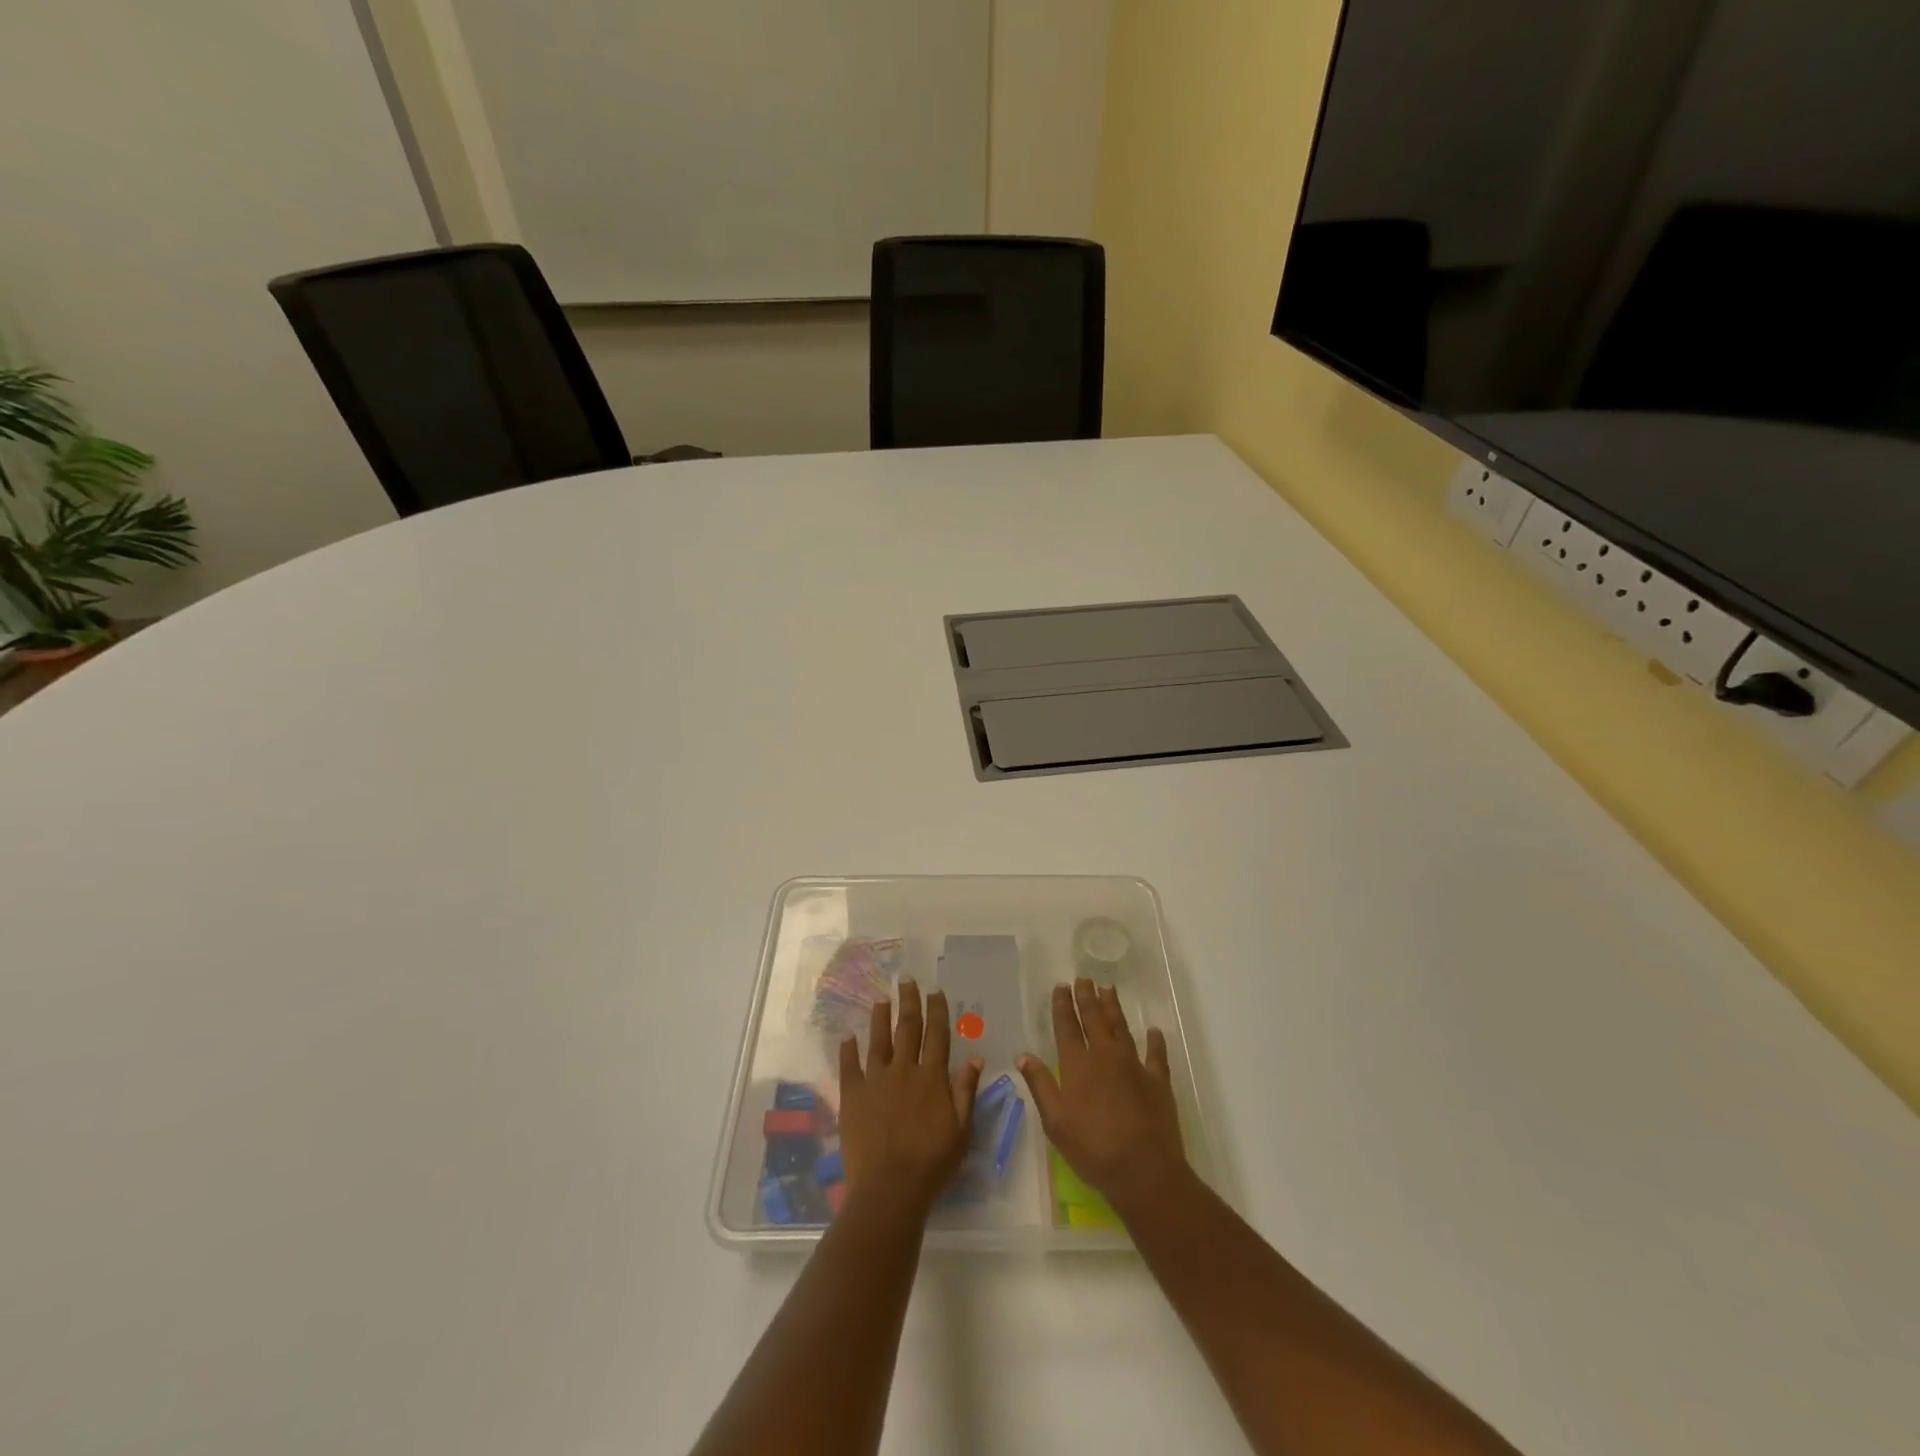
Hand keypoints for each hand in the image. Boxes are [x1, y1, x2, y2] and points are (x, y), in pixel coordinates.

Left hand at [839, 979, 983, 1220]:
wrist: (889, 1189)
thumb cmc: (931, 1163)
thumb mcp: (961, 1130)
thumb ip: (966, 1091)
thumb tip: (975, 1057)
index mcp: (932, 1077)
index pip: (936, 1035)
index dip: (937, 1010)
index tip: (935, 991)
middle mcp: (904, 1070)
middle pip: (907, 1028)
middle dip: (908, 1002)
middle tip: (906, 980)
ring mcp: (875, 1081)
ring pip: (878, 1041)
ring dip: (880, 1018)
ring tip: (880, 999)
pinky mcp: (853, 1096)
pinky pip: (849, 1067)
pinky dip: (848, 1050)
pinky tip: (848, 1037)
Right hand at [1019, 979, 1186, 1213]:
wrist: (1144, 1170)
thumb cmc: (1093, 1149)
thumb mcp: (1055, 1122)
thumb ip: (1040, 1085)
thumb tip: (1023, 1056)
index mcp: (1078, 1065)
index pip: (1067, 1027)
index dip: (1063, 1005)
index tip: (1061, 986)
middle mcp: (1105, 1056)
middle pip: (1094, 1019)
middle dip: (1087, 997)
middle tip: (1083, 979)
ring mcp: (1134, 1066)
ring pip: (1121, 1028)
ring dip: (1113, 1007)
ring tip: (1108, 989)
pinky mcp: (1158, 1081)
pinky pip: (1156, 1054)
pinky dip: (1155, 1041)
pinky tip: (1154, 1031)